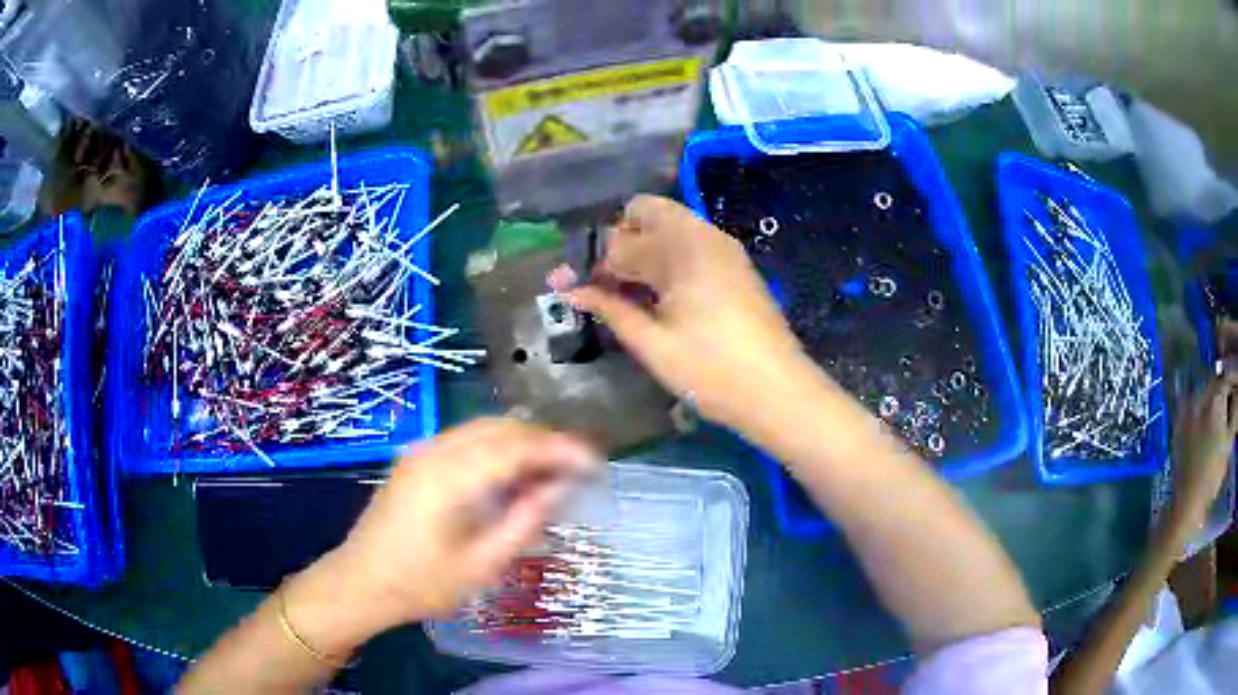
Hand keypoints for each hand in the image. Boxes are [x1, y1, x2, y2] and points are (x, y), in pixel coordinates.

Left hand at [285, 419, 597, 654]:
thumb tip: (558, 487)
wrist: (361, 582)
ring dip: (522, 441)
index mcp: (451, 477)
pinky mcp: (416, 459)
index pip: (518, 447)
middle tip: (578, 466)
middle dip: (545, 440)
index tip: (595, 462)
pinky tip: (512, 472)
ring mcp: (422, 451)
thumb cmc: (422, 584)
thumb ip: (524, 521)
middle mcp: (435, 451)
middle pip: (502, 427)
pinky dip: (498, 447)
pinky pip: (466, 439)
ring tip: (552, 469)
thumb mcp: (482, 564)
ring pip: (484, 428)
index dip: (561, 449)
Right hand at [564, 195, 822, 428]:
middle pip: (646, 213)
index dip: (591, 265)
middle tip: (605, 284)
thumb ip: (611, 308)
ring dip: (642, 249)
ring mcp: (723, 247)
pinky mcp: (735, 265)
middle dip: (618, 242)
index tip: (569, 287)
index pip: (620, 240)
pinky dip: (666, 258)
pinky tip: (658, 295)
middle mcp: (703, 234)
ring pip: (669, 226)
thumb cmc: (712, 372)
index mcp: (681, 247)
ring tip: (627, 294)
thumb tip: (572, 290)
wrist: (779, 392)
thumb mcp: (653, 344)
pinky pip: (690, 244)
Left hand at [1170, 373, 1237, 529]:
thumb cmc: (1212, 477)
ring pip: (1204, 389)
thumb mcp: (1229, 442)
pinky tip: (1206, 416)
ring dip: (1213, 392)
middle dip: (1224, 383)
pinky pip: (1191, 402)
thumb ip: (1235, 410)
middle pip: (1215, 380)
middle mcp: (1200, 397)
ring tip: (1220, 405)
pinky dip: (1201, 403)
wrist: (1187, 504)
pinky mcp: (1178, 423)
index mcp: (1215, 400)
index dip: (1234, 378)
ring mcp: (1187, 409)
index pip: (1227, 376)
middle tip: (1230, 393)